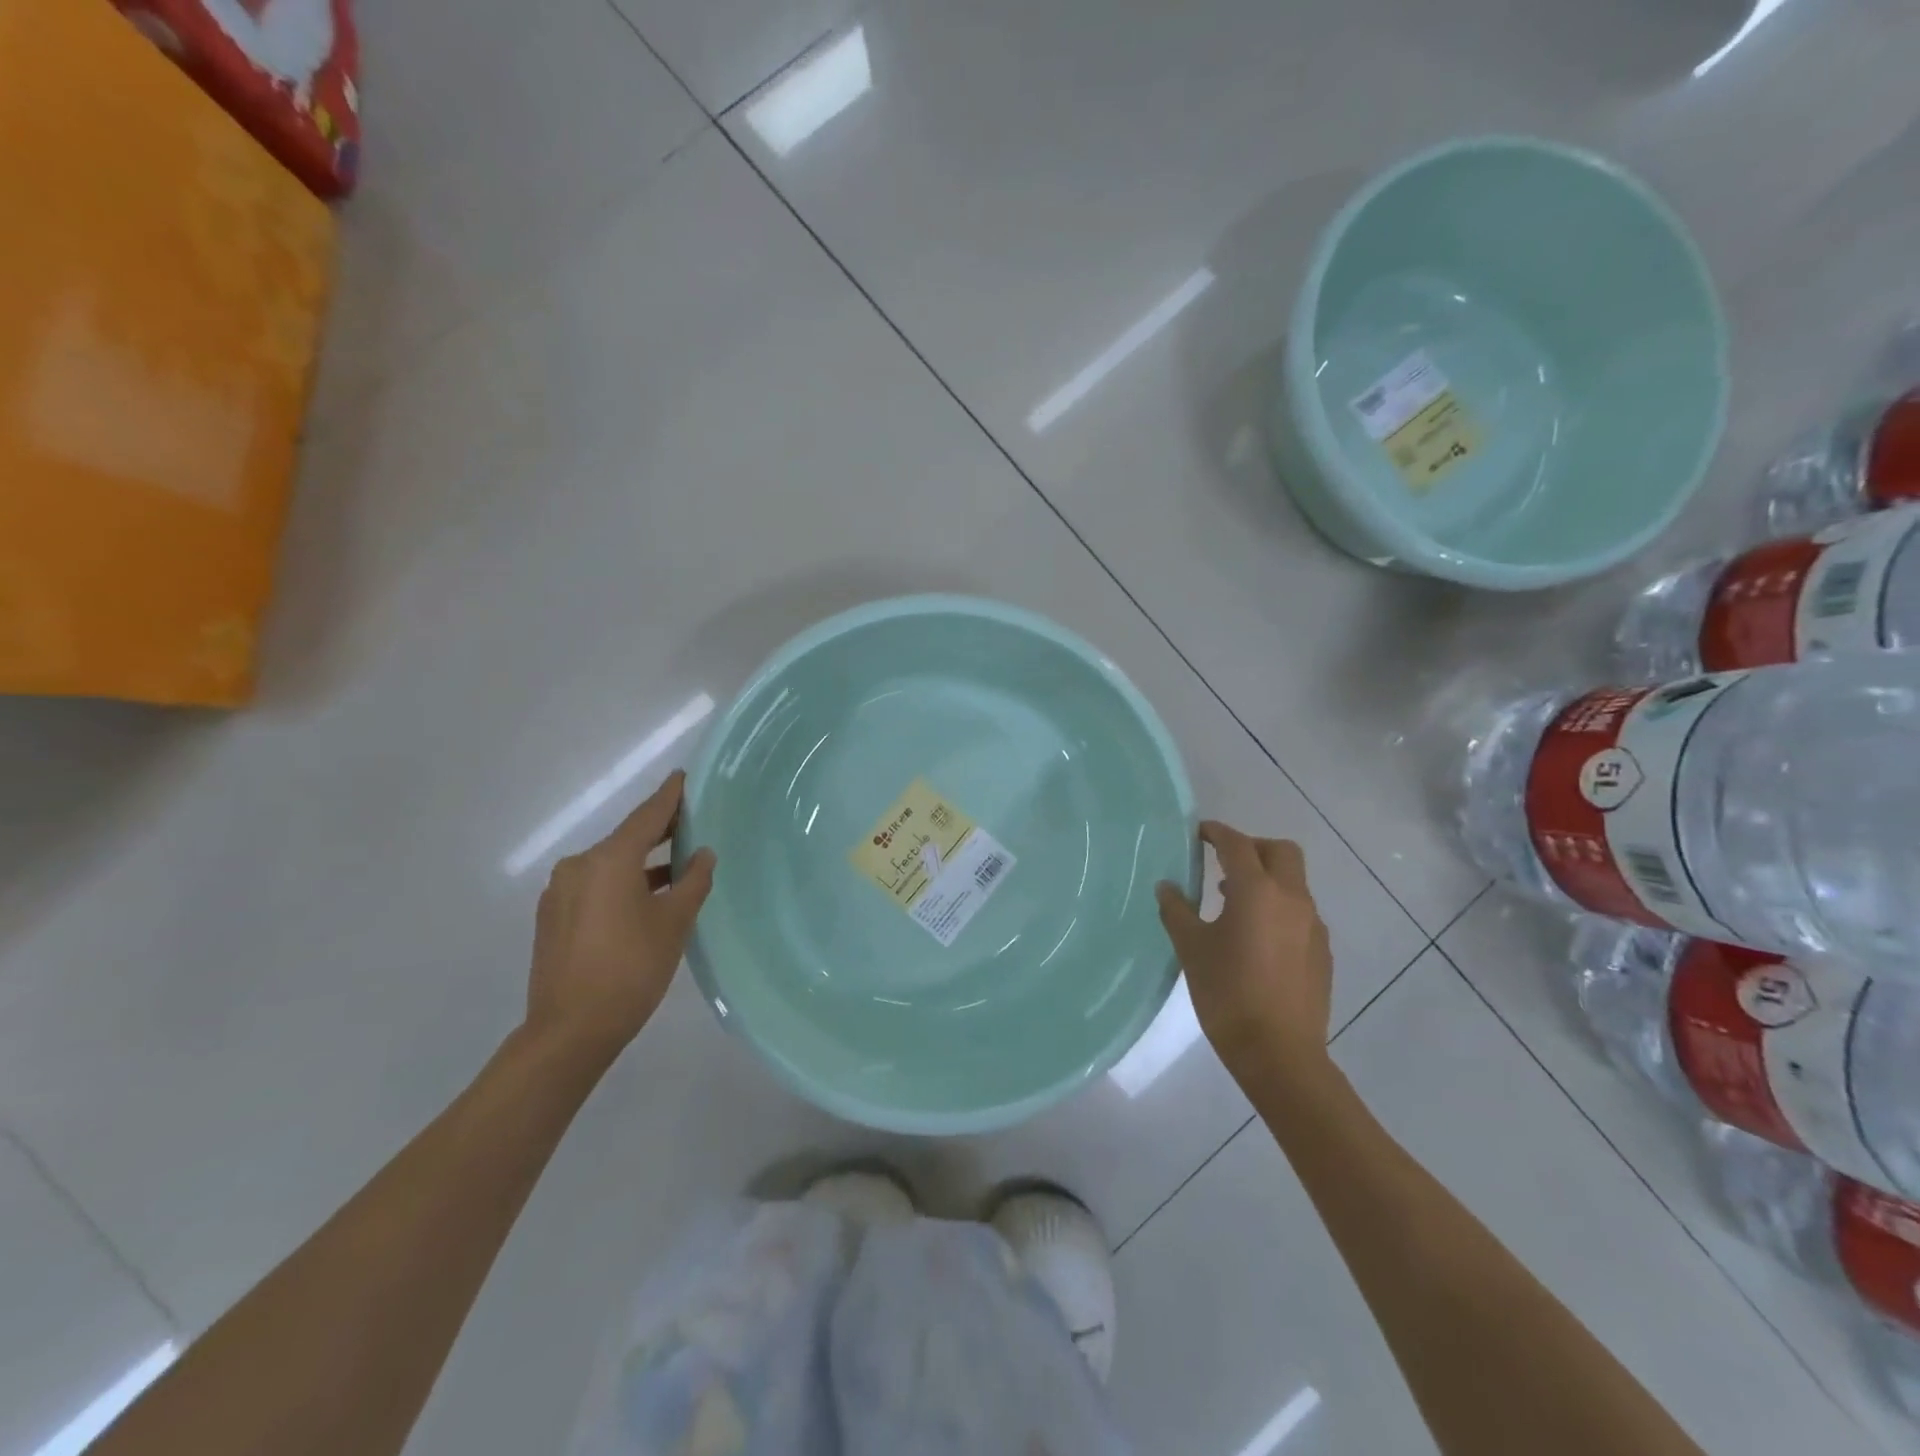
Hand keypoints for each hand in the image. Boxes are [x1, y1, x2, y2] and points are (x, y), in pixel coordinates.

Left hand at [524, 771, 715, 1062]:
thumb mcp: (674, 922)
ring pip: (610, 864)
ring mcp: (561, 892)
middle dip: (658, 831)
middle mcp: (579, 866)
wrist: (570, 1031)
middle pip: (626, 838)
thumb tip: (702, 854)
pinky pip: (595, 885)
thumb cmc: (631, 968)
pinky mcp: (553, 917)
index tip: (683, 777)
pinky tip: (645, 898)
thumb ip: (693, 881)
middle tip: (691, 822)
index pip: (646, 816)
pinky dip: (622, 883)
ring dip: (641, 862)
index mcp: (609, 860)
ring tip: (675, 865)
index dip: (669, 797)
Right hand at [1156, 821, 1333, 1086]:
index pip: (1237, 844)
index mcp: (1257, 891)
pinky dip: (1278, 908)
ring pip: (1293, 882)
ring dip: (1266, 879)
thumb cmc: (1228, 994)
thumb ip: (1177, 911)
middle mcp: (1292, 898)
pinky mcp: (1322, 951)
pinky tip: (1257, 939)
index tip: (1199, 832)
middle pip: (1280, 852)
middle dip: (1252, 847)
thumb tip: (1167, 887)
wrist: (1279, 1054)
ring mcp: (1313, 925)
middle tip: (1223, 862)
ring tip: (1233, 904)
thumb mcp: (1192, 949)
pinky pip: (1300, 912)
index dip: (1216, 833)